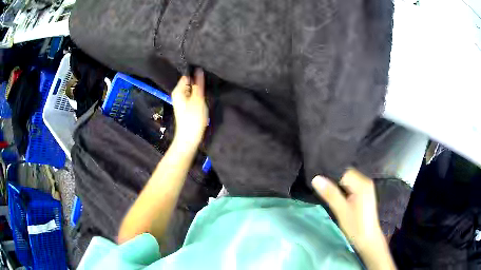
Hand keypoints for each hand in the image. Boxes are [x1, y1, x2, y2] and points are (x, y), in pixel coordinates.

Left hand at [171, 68, 207, 146]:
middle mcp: (178, 94)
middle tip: (208, 85)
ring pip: (192, 90)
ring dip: (199, 90)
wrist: (189, 138)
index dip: (196, 75)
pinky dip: (198, 97)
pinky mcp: (186, 107)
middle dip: (198, 83)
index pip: (187, 76)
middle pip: (190, 83)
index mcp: (178, 91)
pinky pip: (193, 97)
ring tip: (207, 92)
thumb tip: (198, 70)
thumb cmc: (192, 118)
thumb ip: (198, 84)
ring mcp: (182, 101)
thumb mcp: (197, 99)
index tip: (206, 75)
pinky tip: (204, 99)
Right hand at [312, 169, 383, 251]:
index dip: (331, 177)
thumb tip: (316, 178)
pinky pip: (351, 187)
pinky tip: (337, 198)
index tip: (320, 184)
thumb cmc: (355, 226)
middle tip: (322, 189)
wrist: (368, 239)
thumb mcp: (341, 210)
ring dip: (338, 187)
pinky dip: (343, 191)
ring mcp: (366, 188)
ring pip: (348, 181)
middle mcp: (365, 182)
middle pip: (346, 175)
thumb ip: (330, 194)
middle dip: (334, 182)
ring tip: (327, 193)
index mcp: (362, 184)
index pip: (343, 172)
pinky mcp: (364, 195)